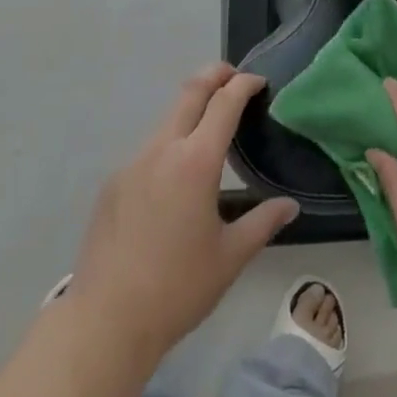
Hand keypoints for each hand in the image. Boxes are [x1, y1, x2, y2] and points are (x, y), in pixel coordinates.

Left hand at [69, 63, 298, 363]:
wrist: (105, 321)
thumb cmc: (177, 289)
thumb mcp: (230, 257)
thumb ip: (263, 223)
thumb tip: (290, 206)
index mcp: (196, 162)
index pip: (224, 103)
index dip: (243, 84)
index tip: (258, 81)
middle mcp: (162, 150)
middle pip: (189, 93)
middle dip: (214, 76)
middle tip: (233, 75)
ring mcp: (132, 164)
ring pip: (167, 121)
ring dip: (190, 113)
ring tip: (209, 132)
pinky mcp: (113, 183)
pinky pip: (148, 151)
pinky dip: (169, 146)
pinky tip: (175, 180)